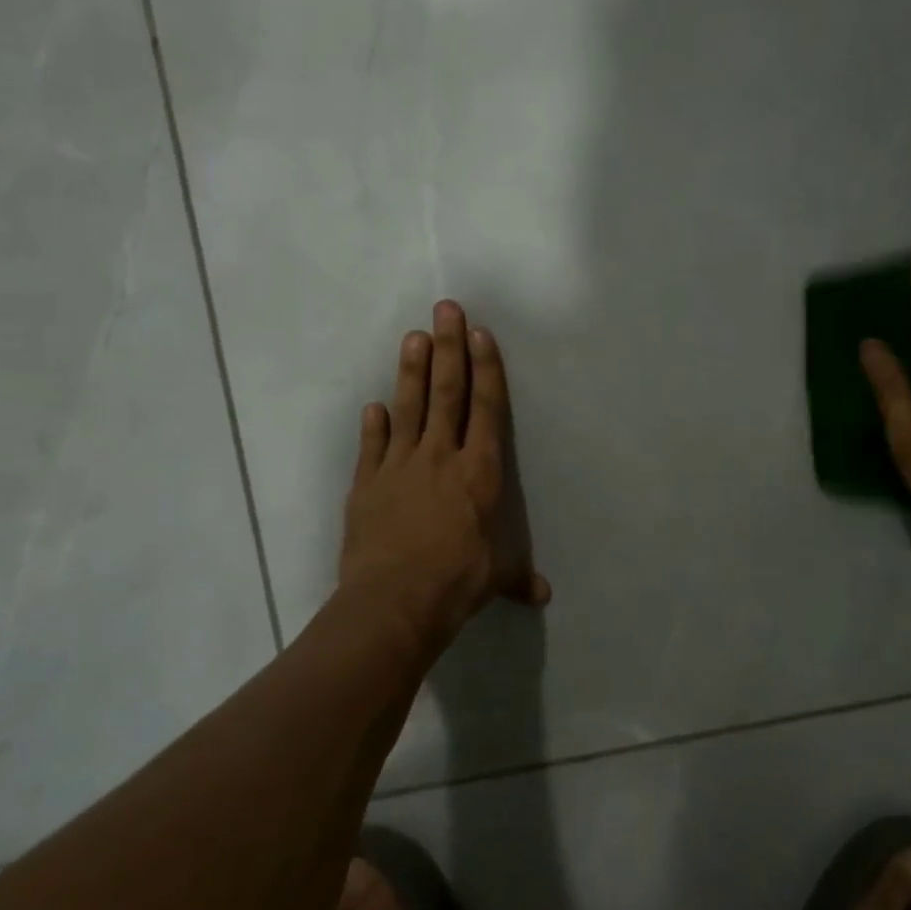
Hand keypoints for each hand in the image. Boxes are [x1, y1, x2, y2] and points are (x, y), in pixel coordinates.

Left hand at [340, 300, 549, 647]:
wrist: (394, 601)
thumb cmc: (457, 581)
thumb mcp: (496, 577)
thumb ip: (517, 576)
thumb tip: (543, 594)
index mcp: (480, 472)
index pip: (487, 409)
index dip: (485, 369)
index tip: (479, 333)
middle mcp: (441, 457)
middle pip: (447, 393)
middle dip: (449, 348)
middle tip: (445, 309)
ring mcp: (400, 467)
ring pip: (409, 408)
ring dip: (412, 370)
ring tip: (414, 336)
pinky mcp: (367, 484)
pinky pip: (373, 446)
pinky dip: (374, 425)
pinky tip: (374, 405)